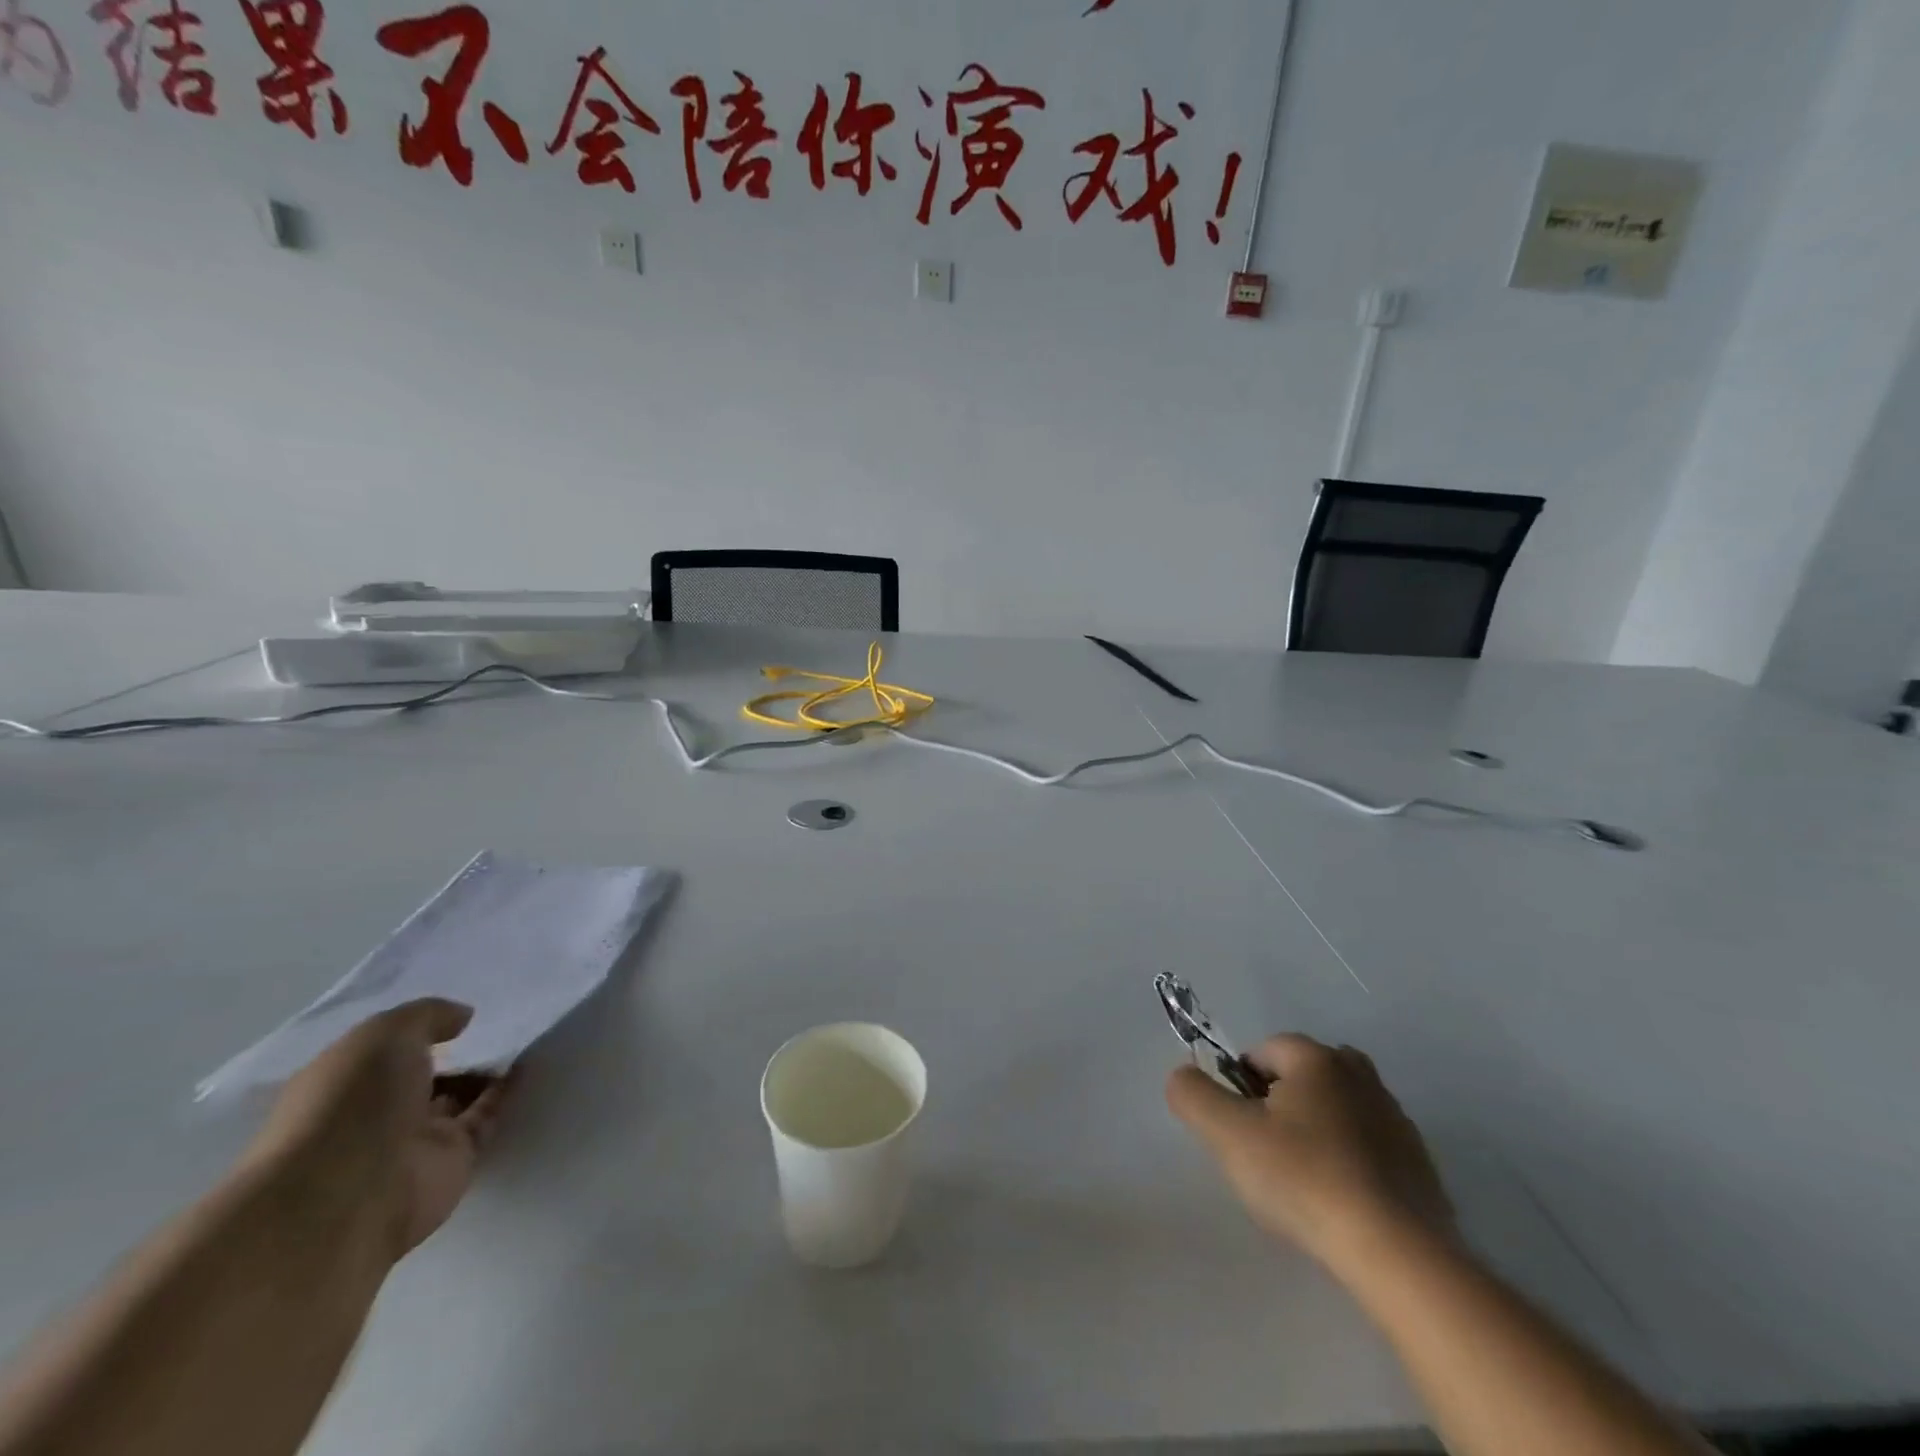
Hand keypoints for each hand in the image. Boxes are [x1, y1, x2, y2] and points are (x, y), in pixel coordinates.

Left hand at [249, 1000, 510, 1261]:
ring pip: (457, 1098)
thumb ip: (427, 1015)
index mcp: (342, 1085)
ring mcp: (414, 1140)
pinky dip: (506, 1093)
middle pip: (423, 1076)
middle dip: (456, 1052)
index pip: (382, 1054)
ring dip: (485, 1071)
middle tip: (497, 1021)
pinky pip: (485, 1118)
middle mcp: (374, 1113)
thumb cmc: (352, 1102)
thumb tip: (462, 1018)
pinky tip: (527, 1064)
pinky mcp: (453, 1160)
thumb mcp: (385, 1034)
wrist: (353, 1192)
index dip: (416, 1032)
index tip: (454, 1013)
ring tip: (521, 1037)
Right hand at [1166, 1035, 1453, 1272]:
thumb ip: (1192, 1094)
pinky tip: (1340, 1205)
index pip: (1261, 1052)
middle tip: (1267, 1153)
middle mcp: (1359, 1075)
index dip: (1240, 1087)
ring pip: (1335, 1111)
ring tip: (1302, 1185)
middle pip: (1301, 1077)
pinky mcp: (1420, 1165)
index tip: (1239, 1130)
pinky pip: (1368, 1149)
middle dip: (1279, 1104)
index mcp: (1316, 1058)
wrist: (1399, 1255)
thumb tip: (1183, 1076)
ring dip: (1315, 1133)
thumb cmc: (1304, 1180)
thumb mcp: (1228, 1134)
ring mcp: (1396, 1119)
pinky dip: (1349, 1164)